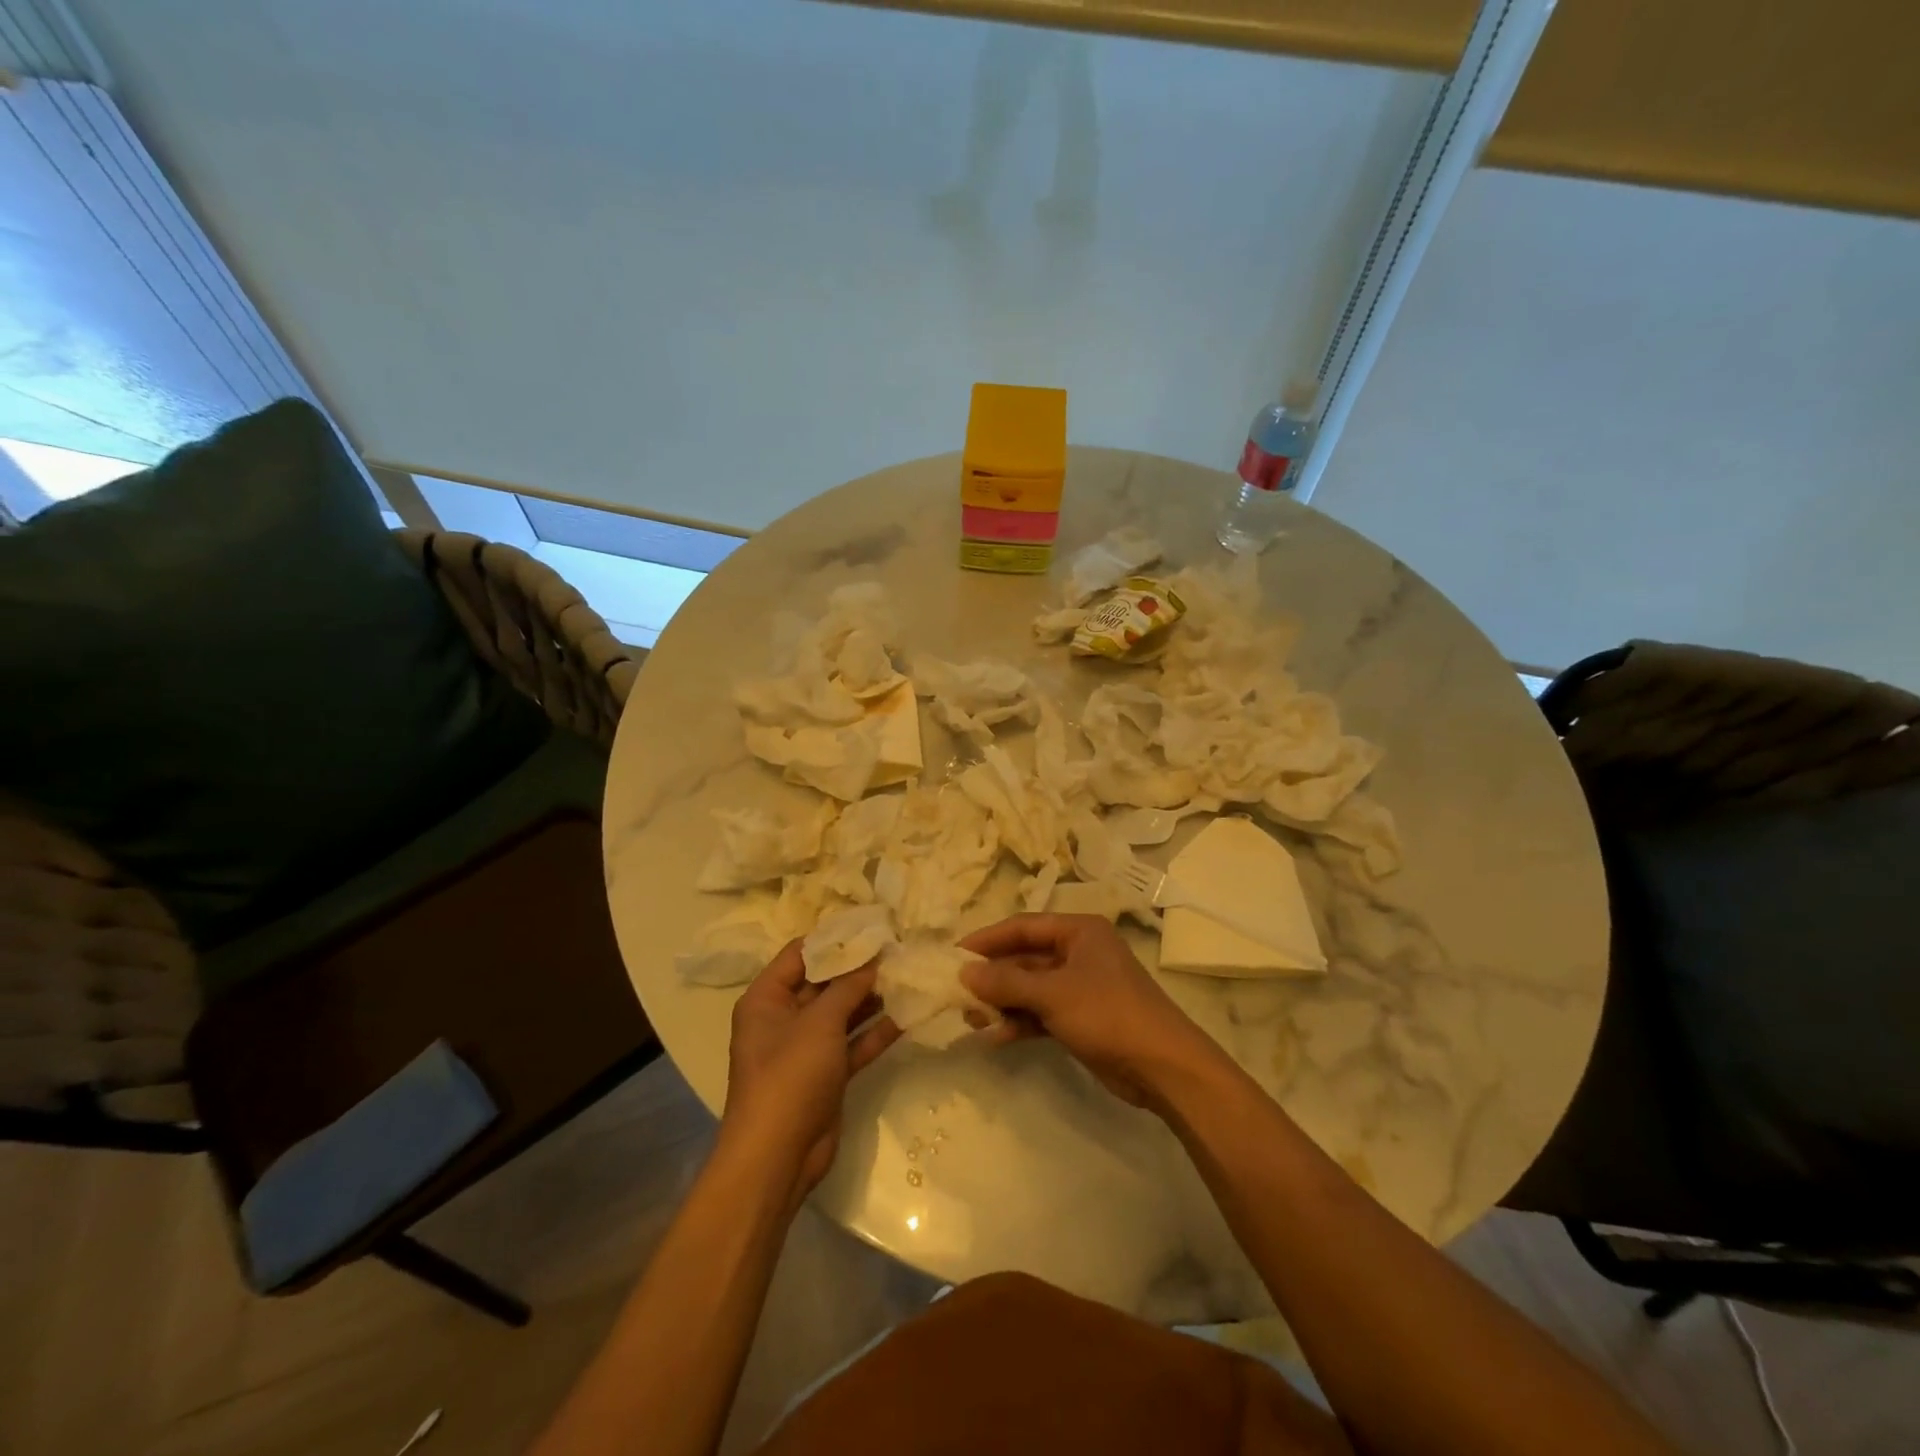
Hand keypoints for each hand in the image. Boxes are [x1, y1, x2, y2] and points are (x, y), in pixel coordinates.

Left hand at [722, 941, 899, 1208]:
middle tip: (898, 948)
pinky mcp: (827, 1073)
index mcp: (767, 998)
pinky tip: (908, 1015)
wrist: (778, 1157)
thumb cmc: (790, 1076)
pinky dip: (876, 1031)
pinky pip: (854, 1043)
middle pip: (825, 982)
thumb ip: (848, 987)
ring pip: (843, 1012)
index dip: (834, 938)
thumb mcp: (819, 1023)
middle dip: (859, 968)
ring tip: (908, 974)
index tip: (871, 925)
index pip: (801, 954)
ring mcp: (807, 1047)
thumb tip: (873, 958)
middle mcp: (784, 1017)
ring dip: (872, 998)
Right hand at [958, 914, 1228, 1110]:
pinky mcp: (1080, 1017)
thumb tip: (964, 972)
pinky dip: (1020, 1022)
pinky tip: (995, 1037)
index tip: (953, 955)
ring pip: (1030, 987)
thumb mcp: (1053, 993)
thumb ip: (1006, 981)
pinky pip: (1041, 1012)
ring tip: (971, 1019)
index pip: (1022, 926)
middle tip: (957, 992)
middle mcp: (1078, 952)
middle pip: (1024, 957)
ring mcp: (1080, 986)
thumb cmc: (1108, 1014)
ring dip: (1003, 1002)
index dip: (987, 939)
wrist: (1163, 1067)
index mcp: (1078, 931)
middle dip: (993, 976)